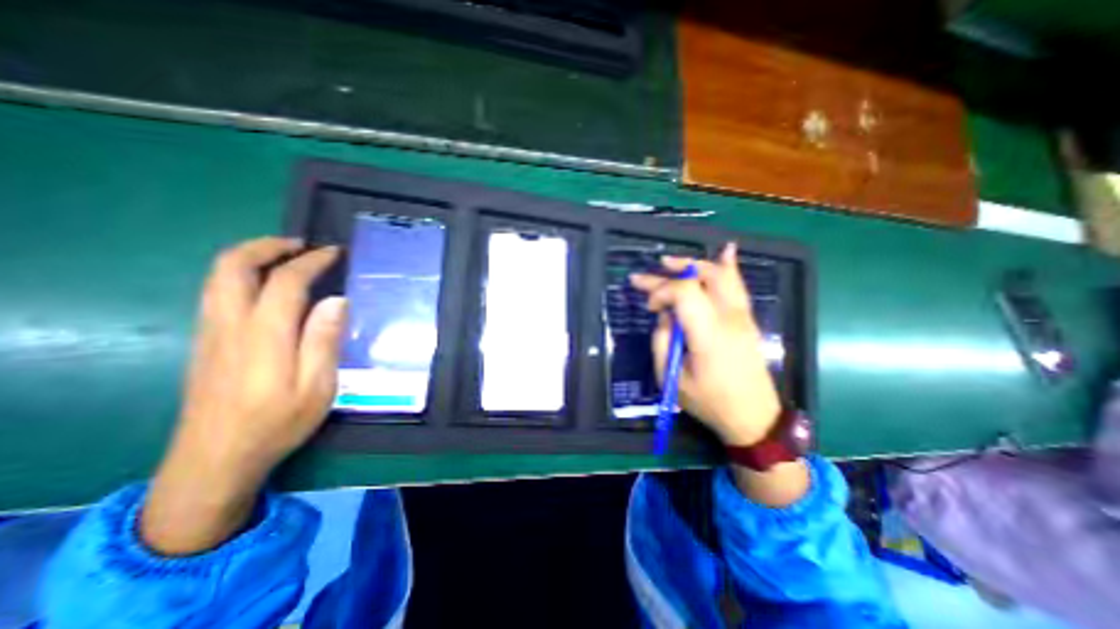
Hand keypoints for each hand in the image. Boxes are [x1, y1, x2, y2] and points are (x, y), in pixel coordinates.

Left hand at [143, 236, 345, 553]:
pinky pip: (216, 292)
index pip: (285, 281)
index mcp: (264, 336)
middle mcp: (230, 325)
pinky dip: (240, 274)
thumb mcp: (317, 387)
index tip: (334, 253)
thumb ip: (324, 341)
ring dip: (250, 256)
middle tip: (301, 244)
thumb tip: (337, 301)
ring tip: (285, 256)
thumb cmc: (277, 424)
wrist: (214, 460)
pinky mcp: (205, 342)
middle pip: (233, 266)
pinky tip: (264, 286)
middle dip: (267, 246)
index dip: (311, 261)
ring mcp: (211, 332)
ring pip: (217, 276)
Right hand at [628, 241, 779, 446]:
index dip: (661, 290)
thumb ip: (662, 343)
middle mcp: (729, 317)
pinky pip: (738, 285)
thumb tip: (664, 318)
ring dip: (693, 264)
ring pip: (721, 275)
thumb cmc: (710, 402)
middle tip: (645, 277)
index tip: (650, 307)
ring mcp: (742, 316)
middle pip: (702, 276)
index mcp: (709, 333)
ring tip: (669, 262)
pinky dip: (728, 265)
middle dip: (670, 272)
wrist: (755, 418)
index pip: (685, 291)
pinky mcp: (747, 319)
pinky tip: (727, 250)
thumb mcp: (673, 379)